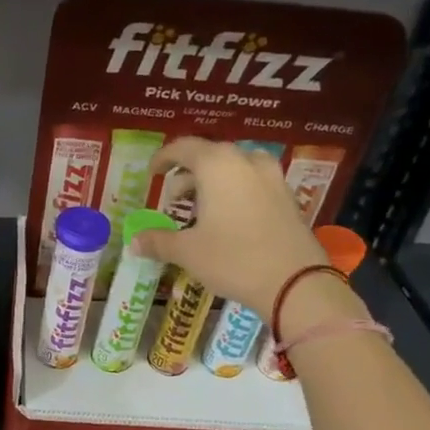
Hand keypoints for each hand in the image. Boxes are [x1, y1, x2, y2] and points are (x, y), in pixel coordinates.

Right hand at [131, 138, 339, 311]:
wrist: (295, 281)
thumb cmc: (233, 259)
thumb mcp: (188, 252)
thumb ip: (158, 242)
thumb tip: (133, 242)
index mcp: (217, 165)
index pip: (183, 148)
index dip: (163, 158)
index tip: (152, 174)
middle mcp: (246, 161)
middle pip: (210, 156)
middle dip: (188, 175)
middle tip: (174, 200)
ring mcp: (271, 177)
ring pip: (234, 168)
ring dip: (213, 183)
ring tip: (201, 210)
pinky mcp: (287, 196)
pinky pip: (252, 183)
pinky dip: (234, 192)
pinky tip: (228, 219)